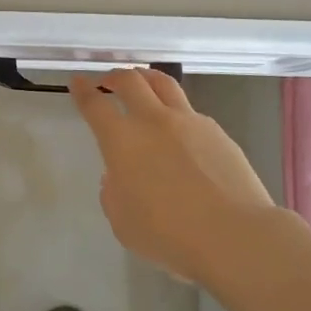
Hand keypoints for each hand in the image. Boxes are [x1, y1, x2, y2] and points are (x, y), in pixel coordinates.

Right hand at [70, 68, 276, 285]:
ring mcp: (189, 121)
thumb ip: (114, 193)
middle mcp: (153, 120)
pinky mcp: (217, 131)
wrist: (233, 234)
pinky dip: (176, 110)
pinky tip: (180, 128)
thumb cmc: (169, 234)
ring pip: (163, 83)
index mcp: (122, 140)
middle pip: (130, 81)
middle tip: (108, 81)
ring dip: (146, 78)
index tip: (77, 82)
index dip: (82, 90)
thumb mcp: (123, 222)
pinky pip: (190, 110)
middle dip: (114, 76)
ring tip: (142, 82)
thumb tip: (119, 176)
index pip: (94, 105)